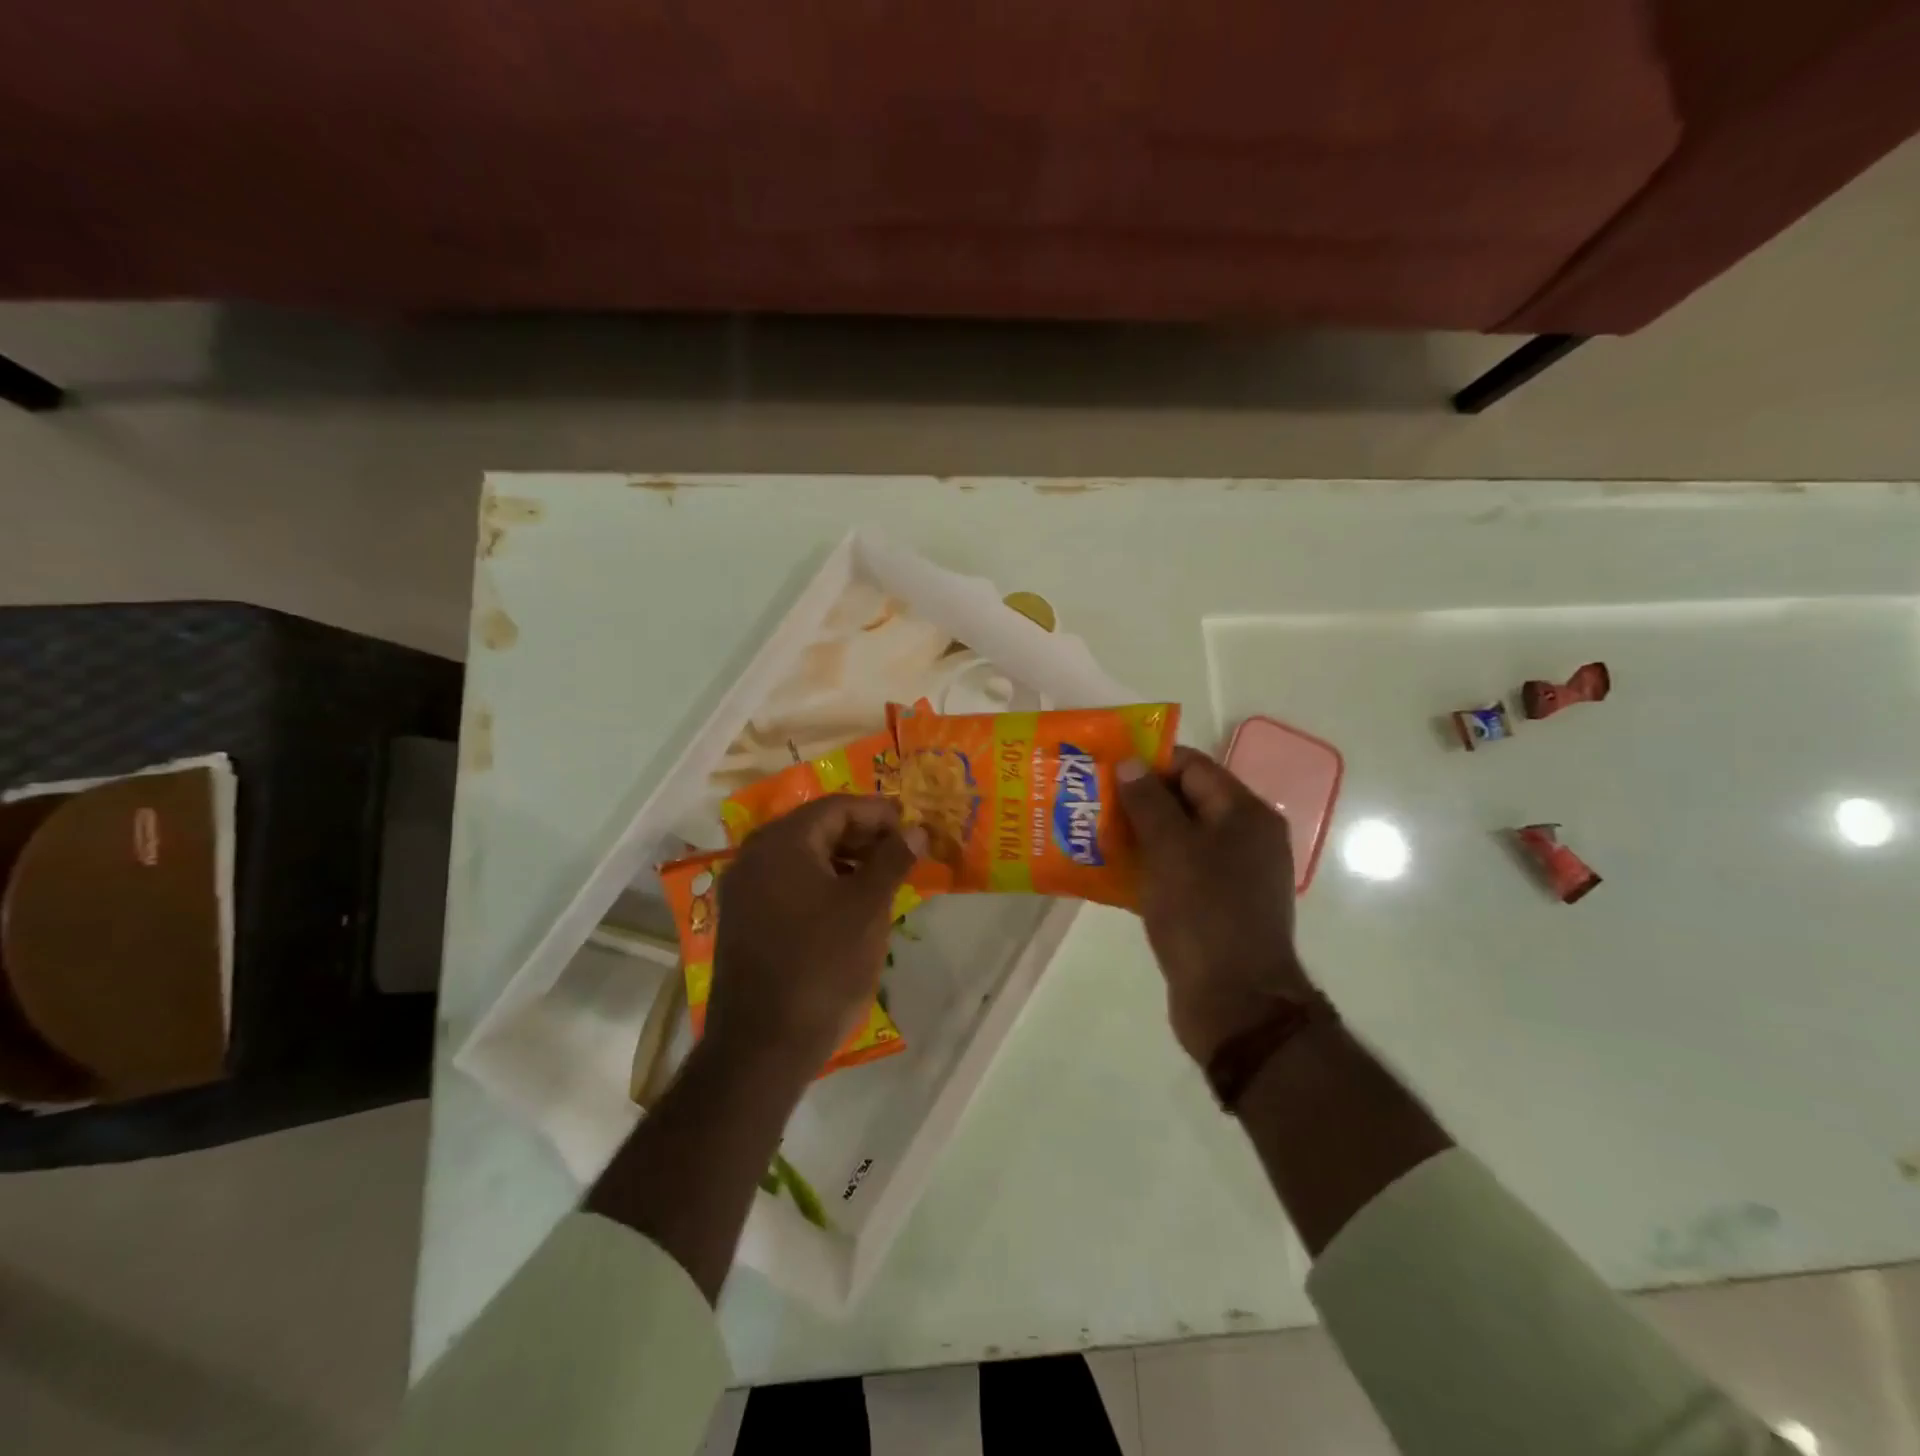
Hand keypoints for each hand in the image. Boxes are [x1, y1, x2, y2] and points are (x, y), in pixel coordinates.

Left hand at [705, 795, 924, 1078]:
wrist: (762, 1045)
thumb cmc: (822, 965)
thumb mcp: (868, 907)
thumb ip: (893, 859)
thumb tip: (916, 830)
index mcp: (782, 842)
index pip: (837, 807)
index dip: (879, 813)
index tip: (913, 828)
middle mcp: (754, 855)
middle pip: (816, 827)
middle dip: (862, 835)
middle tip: (902, 852)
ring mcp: (742, 889)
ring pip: (802, 857)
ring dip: (843, 860)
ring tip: (882, 878)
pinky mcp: (741, 920)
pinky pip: (787, 883)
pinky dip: (821, 883)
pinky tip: (848, 905)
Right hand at [1118, 747, 1313, 1064]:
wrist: (1235, 1003)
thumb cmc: (1203, 914)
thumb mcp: (1170, 849)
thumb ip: (1148, 801)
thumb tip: (1130, 762)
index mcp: (1244, 814)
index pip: (1192, 766)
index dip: (1148, 761)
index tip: (1104, 768)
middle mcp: (1246, 837)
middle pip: (1186, 800)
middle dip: (1138, 798)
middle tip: (1091, 800)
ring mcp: (1233, 874)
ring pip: (1179, 838)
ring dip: (1138, 834)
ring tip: (1092, 833)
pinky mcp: (1218, 906)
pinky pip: (1179, 871)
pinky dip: (1149, 867)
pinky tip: (1111, 873)